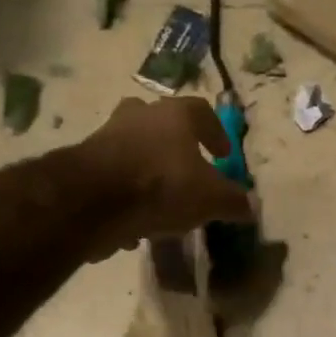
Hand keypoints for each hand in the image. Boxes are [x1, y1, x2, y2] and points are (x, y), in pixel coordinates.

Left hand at [76, 97, 253, 256]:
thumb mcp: (211, 199)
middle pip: (161, 122)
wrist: (92, 200)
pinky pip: (113, 176)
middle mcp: (140, 116)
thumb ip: (234, 202)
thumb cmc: (162, 186)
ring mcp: (107, 136)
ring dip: (148, 170)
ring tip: (161, 204)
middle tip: (186, 168)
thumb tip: (251, 207)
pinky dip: (125, 195)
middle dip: (174, 144)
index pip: (202, 112)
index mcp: (175, 115)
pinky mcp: (84, 163)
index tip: (223, 154)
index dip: (216, 132)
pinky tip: (134, 224)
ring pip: (134, 148)